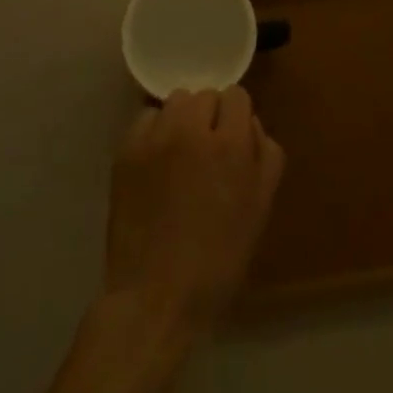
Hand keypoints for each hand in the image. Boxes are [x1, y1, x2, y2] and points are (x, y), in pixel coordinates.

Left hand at [103, 87, 285, 336]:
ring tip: (180, 153)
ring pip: (175, 101)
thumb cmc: (218, 260)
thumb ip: (265, 155)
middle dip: (210, 117)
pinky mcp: (127, 149)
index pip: (236, 96)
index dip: (236, 118)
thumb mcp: (259, 209)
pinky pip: (147, 118)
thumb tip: (250, 125)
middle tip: (207, 152)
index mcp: (230, 145)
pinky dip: (154, 131)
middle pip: (205, 95)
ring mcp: (156, 137)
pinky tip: (156, 162)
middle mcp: (192, 129)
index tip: (233, 142)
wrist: (156, 296)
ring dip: (182, 119)